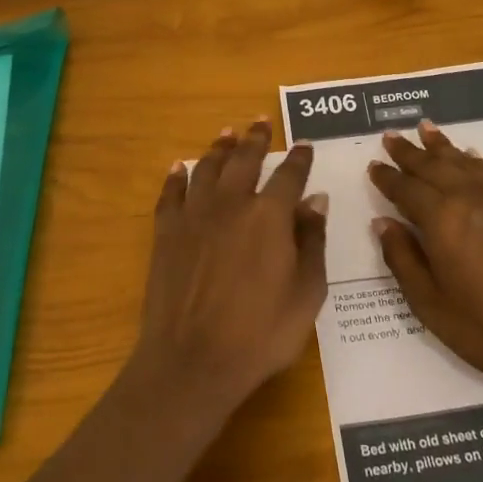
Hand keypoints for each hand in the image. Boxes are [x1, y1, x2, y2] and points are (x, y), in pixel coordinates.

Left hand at [130, 120, 328, 416]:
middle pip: (245, 159)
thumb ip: (312, 242)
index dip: (299, 158)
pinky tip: (180, 167)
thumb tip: (315, 200)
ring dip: (219, 148)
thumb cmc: (260, 334)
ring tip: (227, 132)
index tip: (305, 145)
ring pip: (208, 168)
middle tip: (260, 121)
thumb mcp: (306, 294)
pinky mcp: (167, 231)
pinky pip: (171, 193)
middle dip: (256, 138)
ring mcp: (195, 215)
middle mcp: (232, 203)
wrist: (192, 361)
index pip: (289, 175)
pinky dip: (177, 177)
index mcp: (270, 216)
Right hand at [369, 121, 482, 403]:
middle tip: (392, 136)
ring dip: (441, 146)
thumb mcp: (431, 305)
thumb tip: (383, 222)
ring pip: (463, 162)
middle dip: (409, 151)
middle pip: (432, 166)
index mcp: (441, 220)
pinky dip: (473, 159)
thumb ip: (403, 259)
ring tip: (426, 129)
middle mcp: (469, 197)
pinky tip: (469, 154)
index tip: (374, 165)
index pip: (406, 189)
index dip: (387, 177)